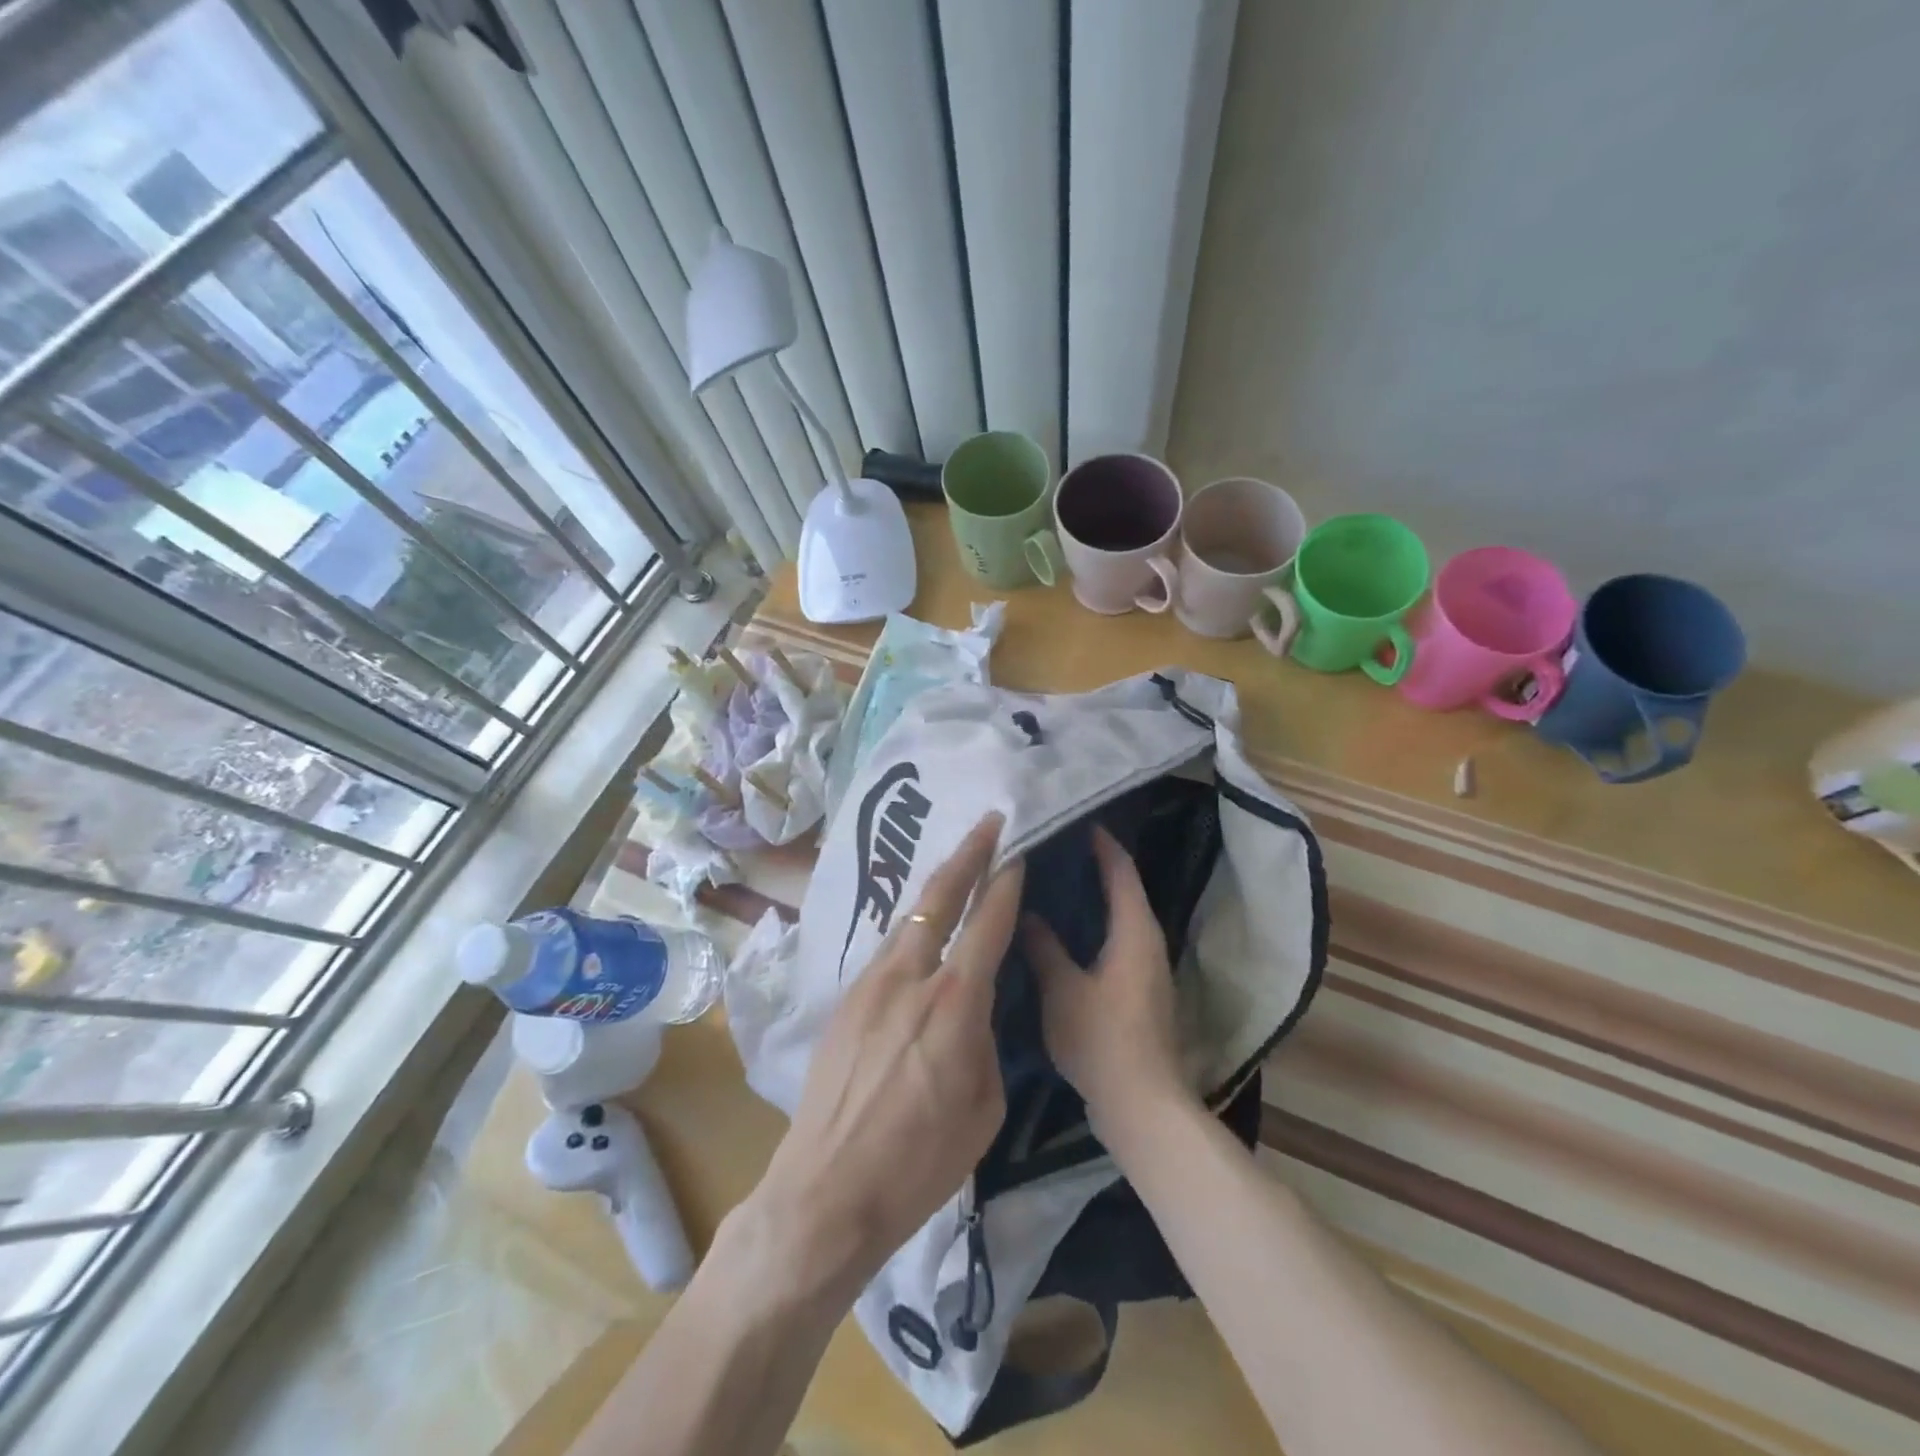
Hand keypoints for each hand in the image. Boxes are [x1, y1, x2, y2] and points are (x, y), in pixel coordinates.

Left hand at [741, 814, 1021, 1306]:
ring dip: (936, 887)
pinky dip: (911, 926)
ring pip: (908, 917)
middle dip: (968, 853)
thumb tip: (976, 1009)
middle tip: (988, 822)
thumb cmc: (920, 1162)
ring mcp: (870, 983)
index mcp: (954, 1003)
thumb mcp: (983, 1106)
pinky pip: (887, 948)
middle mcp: (909, 976)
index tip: (1017, 850)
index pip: (987, 923)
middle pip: (939, 896)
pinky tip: (920, 930)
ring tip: (957, 866)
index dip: (1005, 881)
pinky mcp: (845, 999)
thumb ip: (985, 1040)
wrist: (826, 1192)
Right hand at [1022, 826, 1188, 1142]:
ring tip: (1053, 883)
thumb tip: (1027, 913)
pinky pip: (1116, 941)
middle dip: (1094, 866)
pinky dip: (1094, 926)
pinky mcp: (1139, 991)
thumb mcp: (1062, 990)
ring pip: (1120, 917)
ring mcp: (1146, 968)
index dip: (1101, 844)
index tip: (1074, 821)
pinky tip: (1063, 933)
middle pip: (1124, 889)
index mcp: (1134, 930)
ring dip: (1093, 898)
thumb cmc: (1102, 1039)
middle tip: (1053, 849)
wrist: (1141, 1105)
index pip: (1121, 871)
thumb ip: (1043, 948)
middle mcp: (1148, 941)